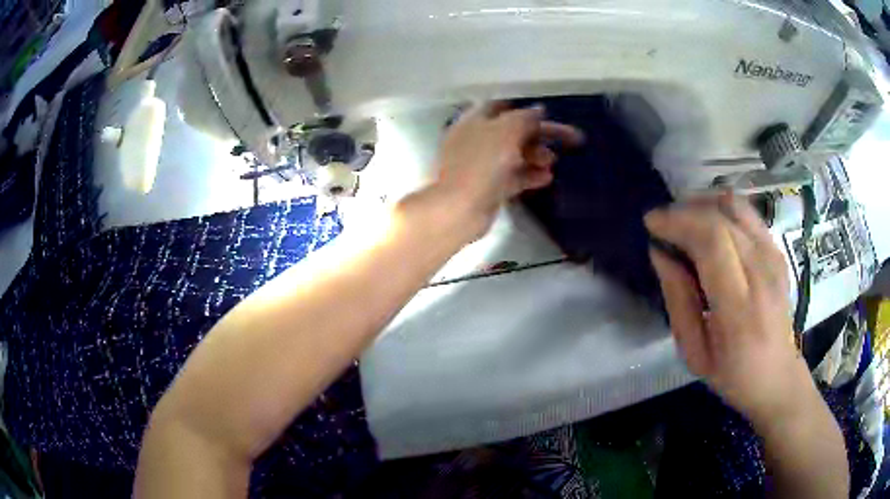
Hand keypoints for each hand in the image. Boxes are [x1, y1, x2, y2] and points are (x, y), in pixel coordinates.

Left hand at [431, 101, 584, 240]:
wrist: (459, 208)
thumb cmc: (482, 163)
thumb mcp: (506, 131)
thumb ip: (524, 118)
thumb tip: (538, 109)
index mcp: (475, 120)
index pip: (502, 107)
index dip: (525, 109)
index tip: (549, 114)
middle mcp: (477, 139)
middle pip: (513, 131)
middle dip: (539, 135)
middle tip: (567, 140)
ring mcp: (482, 164)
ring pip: (514, 154)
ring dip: (536, 155)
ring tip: (552, 162)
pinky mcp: (488, 187)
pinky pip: (513, 176)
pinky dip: (529, 175)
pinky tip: (547, 178)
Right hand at [645, 193, 815, 424]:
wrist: (778, 375)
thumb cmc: (732, 374)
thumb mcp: (693, 353)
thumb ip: (678, 301)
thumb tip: (660, 253)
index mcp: (739, 308)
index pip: (713, 242)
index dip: (679, 222)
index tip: (652, 224)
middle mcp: (762, 273)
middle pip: (722, 217)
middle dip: (685, 211)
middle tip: (662, 223)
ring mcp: (774, 257)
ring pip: (736, 205)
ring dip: (703, 203)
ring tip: (683, 219)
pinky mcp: (778, 251)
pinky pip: (747, 213)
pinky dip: (722, 208)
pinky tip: (708, 225)